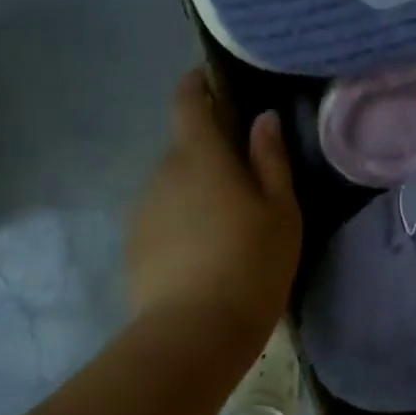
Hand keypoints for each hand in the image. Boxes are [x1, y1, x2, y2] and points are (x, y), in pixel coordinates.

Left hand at [128, 70, 301, 325]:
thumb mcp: (281, 210)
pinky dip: (183, 218)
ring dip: (197, 189)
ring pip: (173, 183)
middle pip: (185, 146)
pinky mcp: (134, 242)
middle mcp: (163, 172)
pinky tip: (206, 250)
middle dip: (211, 152)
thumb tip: (262, 118)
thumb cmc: (252, 262)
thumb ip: (270, 159)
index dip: (197, 85)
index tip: (214, 83)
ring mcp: (143, 208)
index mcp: (200, 156)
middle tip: (247, 178)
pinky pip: (163, 213)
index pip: (187, 101)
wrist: (195, 331)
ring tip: (228, 222)